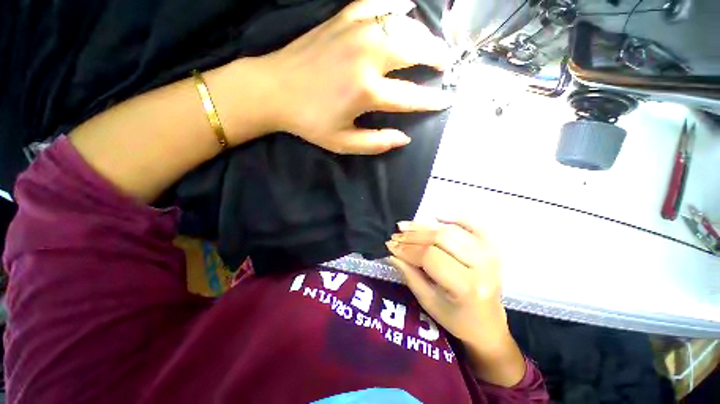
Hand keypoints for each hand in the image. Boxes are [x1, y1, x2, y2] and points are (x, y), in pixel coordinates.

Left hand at [257, 0, 452, 154]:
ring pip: (402, 23)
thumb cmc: (309, 121)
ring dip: (423, 34)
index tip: (446, 100)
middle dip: (437, 57)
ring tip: (431, 44)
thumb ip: (376, 143)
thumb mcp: (342, 143)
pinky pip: (377, 3)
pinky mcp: (342, 18)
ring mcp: (355, 31)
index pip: (411, 96)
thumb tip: (404, 138)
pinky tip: (404, 10)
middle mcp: (367, 55)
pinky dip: (395, 5)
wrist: (274, 90)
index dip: (431, 100)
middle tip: (447, 64)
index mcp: (366, 91)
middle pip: (415, 50)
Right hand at [386, 219, 507, 347]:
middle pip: (441, 238)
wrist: (488, 324)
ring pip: (451, 230)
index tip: (390, 245)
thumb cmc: (456, 319)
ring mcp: (491, 253)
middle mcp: (483, 265)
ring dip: (425, 226)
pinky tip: (437, 216)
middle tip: (395, 235)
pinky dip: (454, 219)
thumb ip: (409, 274)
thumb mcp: (428, 301)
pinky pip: (473, 225)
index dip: (407, 249)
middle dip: (413, 236)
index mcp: (467, 286)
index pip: (430, 256)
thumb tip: (391, 253)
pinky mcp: (492, 247)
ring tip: (406, 226)